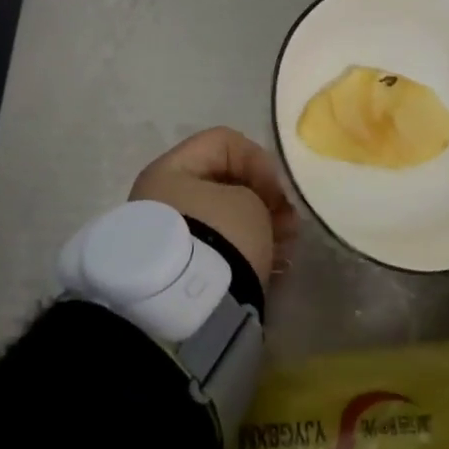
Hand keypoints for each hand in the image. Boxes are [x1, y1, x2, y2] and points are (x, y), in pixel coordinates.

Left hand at [129, 127, 295, 284]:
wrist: (187, 307)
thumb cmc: (218, 235)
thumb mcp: (250, 202)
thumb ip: (261, 193)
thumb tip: (261, 209)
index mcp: (169, 170)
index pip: (223, 141)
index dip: (258, 159)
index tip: (277, 191)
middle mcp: (160, 197)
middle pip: (223, 182)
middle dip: (261, 199)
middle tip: (288, 222)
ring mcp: (168, 236)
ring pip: (222, 219)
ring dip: (257, 227)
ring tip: (284, 249)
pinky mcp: (178, 271)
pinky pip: (217, 248)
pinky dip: (242, 252)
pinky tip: (268, 267)